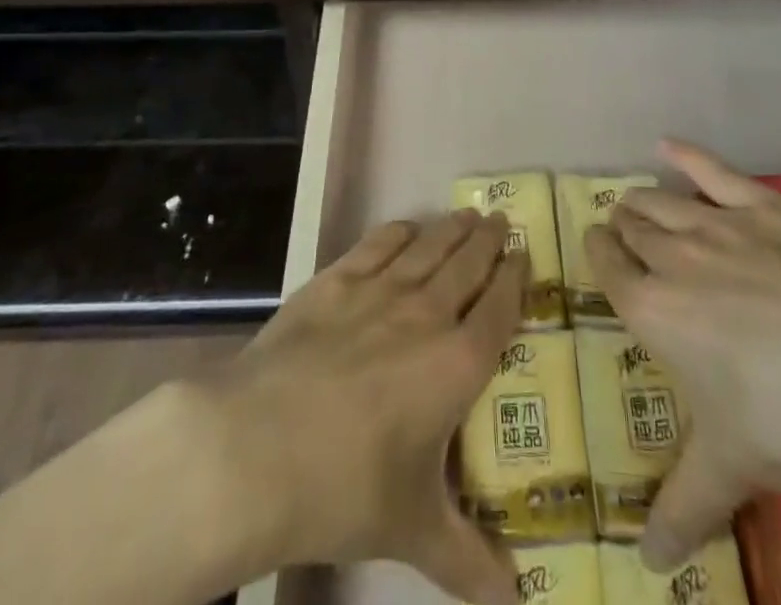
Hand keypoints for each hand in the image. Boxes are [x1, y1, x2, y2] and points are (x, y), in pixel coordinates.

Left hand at [193, 210, 526, 604]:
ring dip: (451, 229)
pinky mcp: (334, 283)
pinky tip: (406, 228)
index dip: (515, 279)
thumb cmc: (345, 490)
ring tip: (467, 214)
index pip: (499, 309)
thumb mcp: (412, 531)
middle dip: (487, 241)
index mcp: (456, 365)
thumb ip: (466, 560)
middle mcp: (426, 315)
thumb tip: (513, 602)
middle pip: (467, 264)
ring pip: (428, 248)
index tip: (524, 256)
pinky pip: (378, 245)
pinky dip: (398, 232)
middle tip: (500, 221)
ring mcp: (378, 292)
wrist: (256, 449)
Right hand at [586, 140, 780, 570]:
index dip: (600, 255)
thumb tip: (645, 566)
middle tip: (626, 237)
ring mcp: (717, 225)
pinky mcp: (761, 205)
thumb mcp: (731, 470)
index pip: (607, 267)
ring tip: (637, 203)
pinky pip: (712, 170)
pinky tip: (668, 145)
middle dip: (622, 228)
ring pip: (661, 200)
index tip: (601, 253)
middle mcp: (672, 256)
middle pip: (631, 226)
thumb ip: (680, 509)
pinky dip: (686, 155)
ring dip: (643, 200)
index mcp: (652, 311)